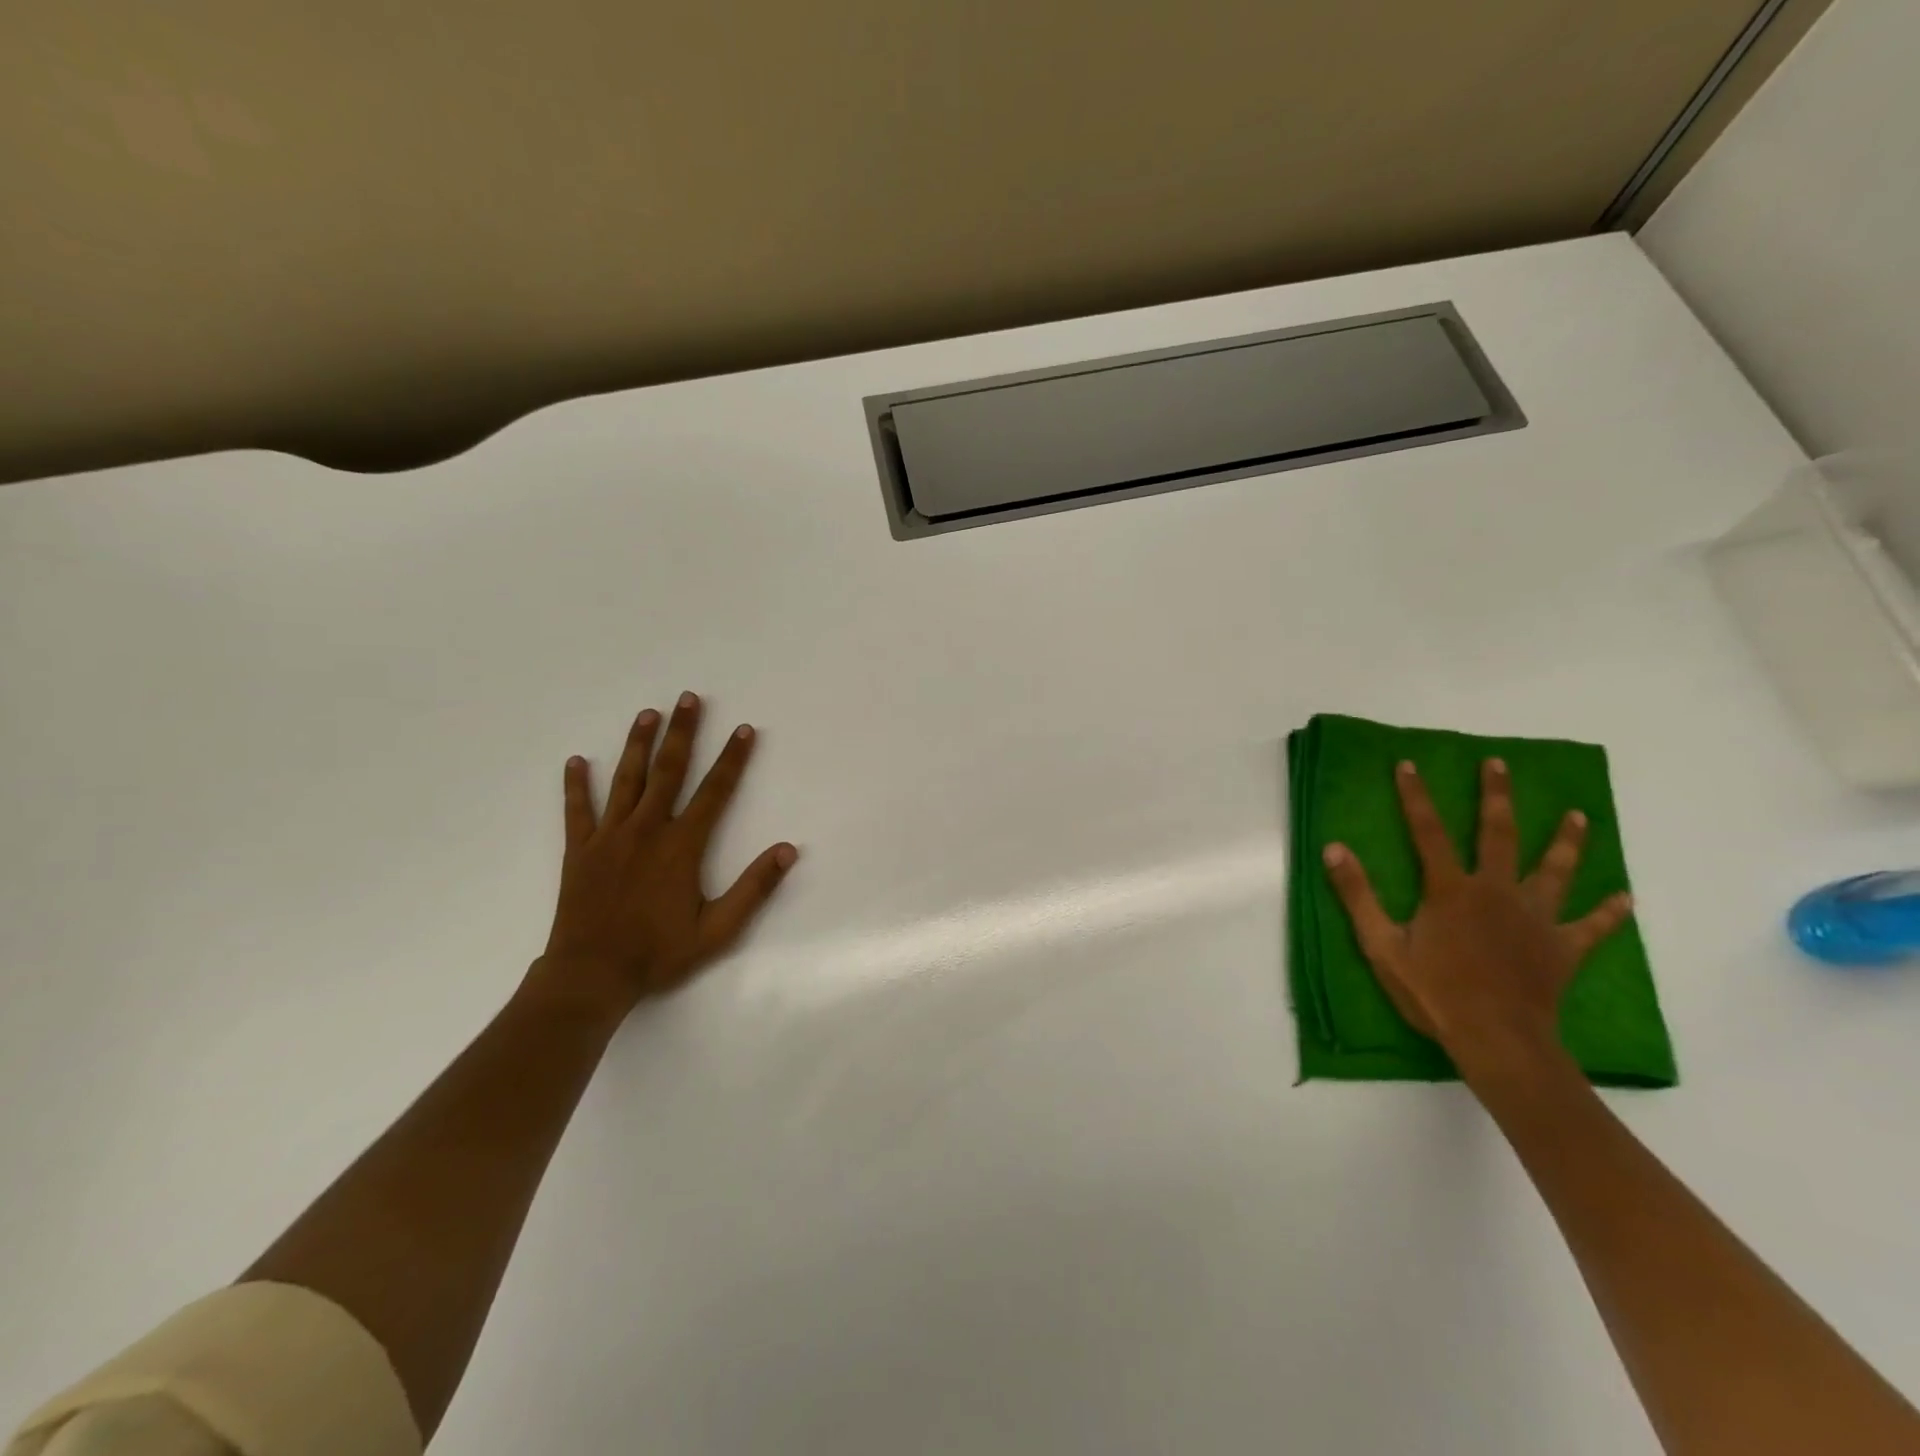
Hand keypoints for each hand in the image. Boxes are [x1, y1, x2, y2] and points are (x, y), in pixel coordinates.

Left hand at [534, 691, 796, 1019]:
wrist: (591, 975)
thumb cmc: (659, 953)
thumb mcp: (718, 929)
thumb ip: (754, 888)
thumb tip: (787, 850)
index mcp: (682, 845)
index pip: (714, 791)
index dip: (732, 759)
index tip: (744, 730)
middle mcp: (646, 829)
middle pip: (668, 771)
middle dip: (682, 732)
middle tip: (688, 698)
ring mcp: (609, 837)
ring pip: (626, 780)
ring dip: (638, 744)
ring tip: (648, 713)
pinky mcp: (579, 850)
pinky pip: (577, 810)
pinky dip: (576, 785)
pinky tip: (576, 761)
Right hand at [1320, 758, 1632, 1079]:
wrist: (1497, 1039)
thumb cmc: (1434, 992)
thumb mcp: (1381, 945)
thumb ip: (1358, 895)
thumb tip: (1334, 848)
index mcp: (1451, 890)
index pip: (1428, 832)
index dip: (1416, 797)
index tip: (1408, 765)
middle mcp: (1497, 892)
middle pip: (1499, 834)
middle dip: (1496, 796)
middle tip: (1499, 764)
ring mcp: (1537, 919)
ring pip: (1555, 870)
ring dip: (1566, 841)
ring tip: (1577, 814)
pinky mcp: (1564, 948)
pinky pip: (1592, 926)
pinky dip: (1610, 912)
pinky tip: (1626, 898)